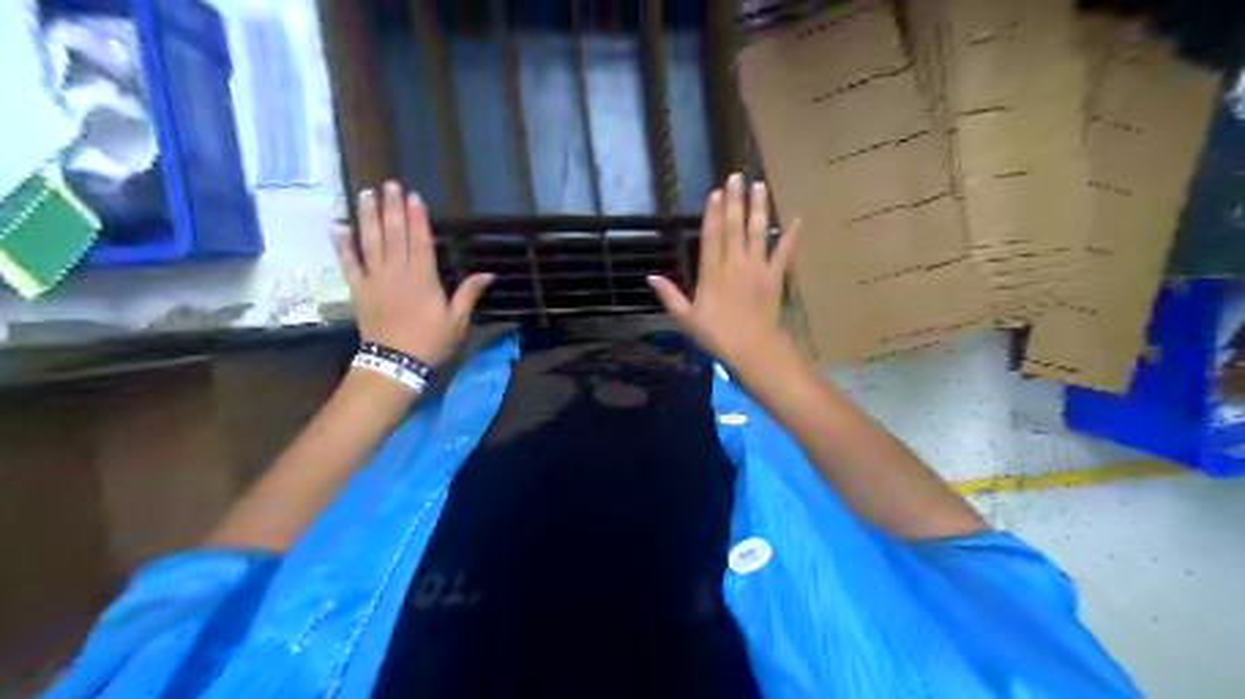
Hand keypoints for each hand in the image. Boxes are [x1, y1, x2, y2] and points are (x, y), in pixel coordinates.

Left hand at [332, 181, 494, 365]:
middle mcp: (397, 271)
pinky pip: (349, 263)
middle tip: (389, 184)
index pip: (420, 240)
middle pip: (393, 234)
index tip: (413, 196)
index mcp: (423, 277)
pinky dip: (343, 245)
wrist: (395, 363)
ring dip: (367, 216)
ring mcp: (375, 279)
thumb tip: (488, 273)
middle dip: (391, 207)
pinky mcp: (359, 289)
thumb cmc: (431, 341)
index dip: (417, 217)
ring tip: (366, 194)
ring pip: (370, 241)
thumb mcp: (457, 320)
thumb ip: (468, 293)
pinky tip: (338, 227)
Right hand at [648, 175, 800, 372]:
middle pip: (734, 227)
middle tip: (736, 177)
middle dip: (735, 200)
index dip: (713, 213)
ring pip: (758, 232)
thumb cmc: (716, 335)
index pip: (712, 236)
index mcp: (712, 272)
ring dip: (759, 208)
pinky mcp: (775, 277)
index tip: (716, 192)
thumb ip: (669, 296)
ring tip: (759, 186)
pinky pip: (784, 253)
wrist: (751, 348)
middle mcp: (734, 264)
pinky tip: (796, 219)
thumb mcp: (685, 318)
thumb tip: (650, 276)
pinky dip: (790, 236)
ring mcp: (757, 268)